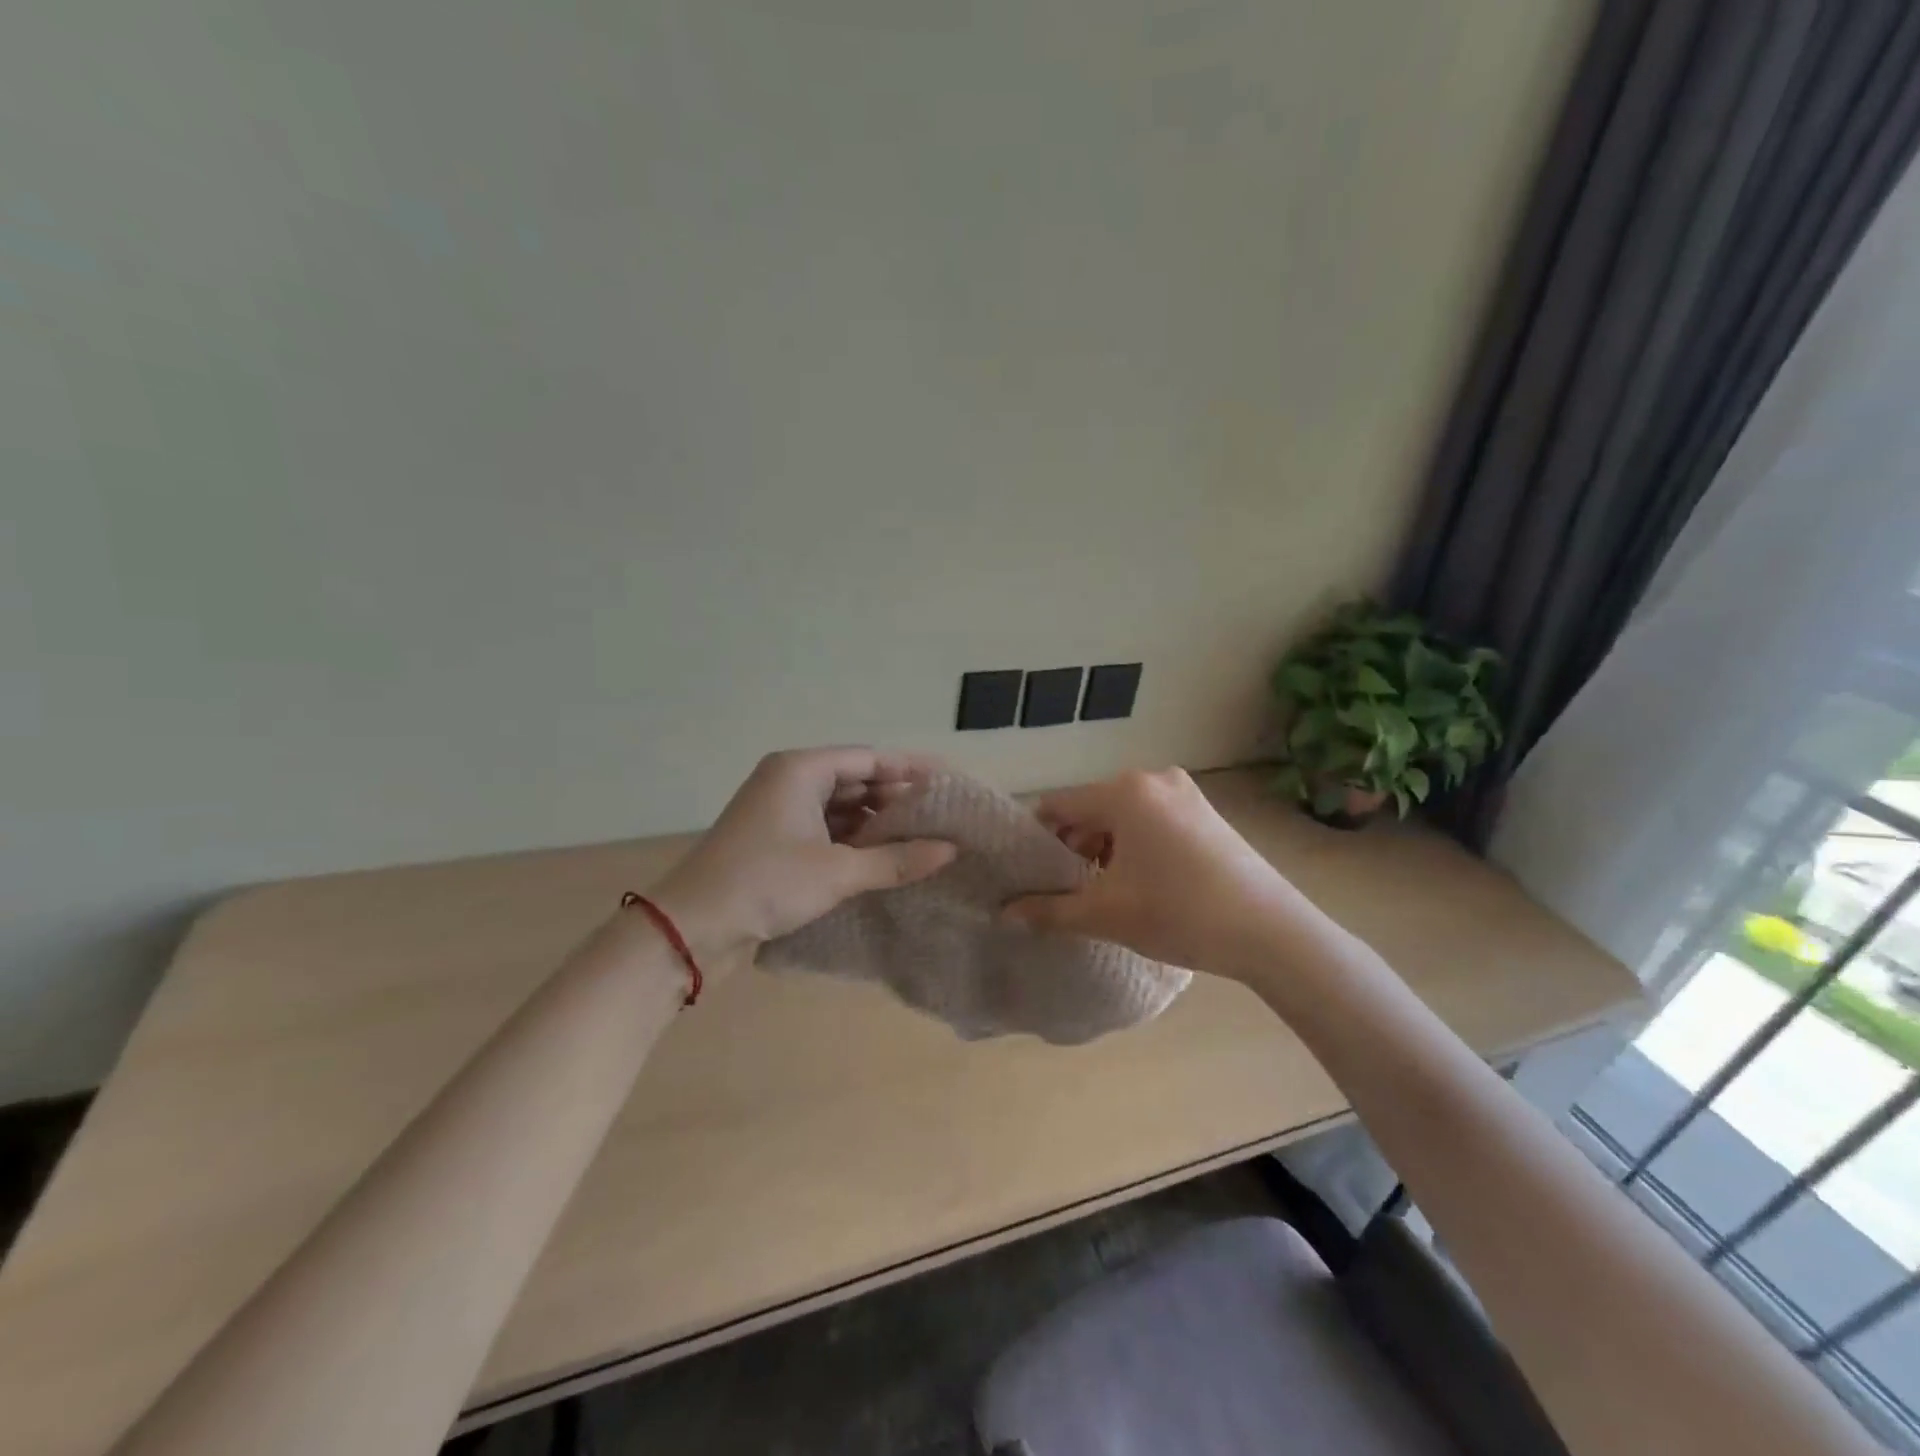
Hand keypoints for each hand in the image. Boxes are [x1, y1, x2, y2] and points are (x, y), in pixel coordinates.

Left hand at [650, 748, 956, 973]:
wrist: (691, 928)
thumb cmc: (765, 883)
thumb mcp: (837, 872)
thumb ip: (896, 860)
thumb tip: (950, 850)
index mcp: (801, 770)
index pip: (869, 758)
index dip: (910, 769)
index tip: (948, 781)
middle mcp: (790, 781)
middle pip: (856, 780)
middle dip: (896, 798)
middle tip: (941, 816)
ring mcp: (780, 811)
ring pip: (841, 807)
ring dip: (876, 823)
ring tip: (922, 839)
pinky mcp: (776, 840)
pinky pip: (826, 829)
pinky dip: (854, 841)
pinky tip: (883, 858)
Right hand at [1003, 768, 1320, 980]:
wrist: (1271, 931)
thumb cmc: (1179, 913)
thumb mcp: (1106, 914)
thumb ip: (1049, 911)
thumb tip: (1003, 915)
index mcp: (1124, 792)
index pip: (1059, 806)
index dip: (1038, 840)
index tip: (1031, 874)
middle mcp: (1152, 778)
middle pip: (1091, 808)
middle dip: (1073, 846)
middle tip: (1068, 889)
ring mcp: (1184, 792)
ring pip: (1122, 814)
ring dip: (1104, 847)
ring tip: (1105, 890)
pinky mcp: (1205, 810)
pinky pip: (1151, 819)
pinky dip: (1135, 844)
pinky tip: (1142, 881)